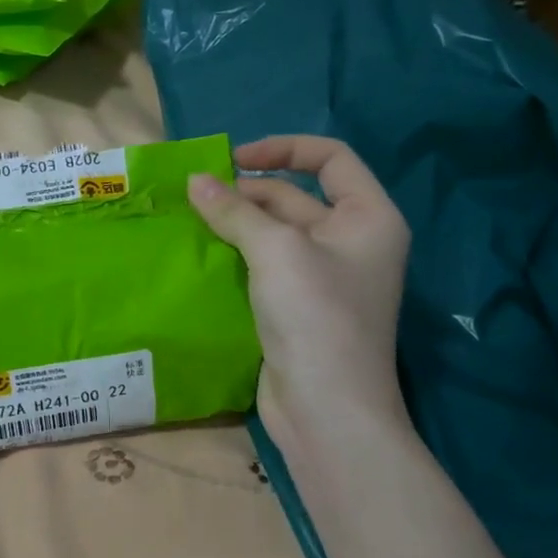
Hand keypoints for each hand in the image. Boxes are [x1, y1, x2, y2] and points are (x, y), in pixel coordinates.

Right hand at [188, 136, 410, 452]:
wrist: (326, 409)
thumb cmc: (316, 316)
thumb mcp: (277, 251)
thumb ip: (235, 211)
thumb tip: (195, 180)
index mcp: (367, 217)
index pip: (330, 158)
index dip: (283, 149)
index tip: (233, 160)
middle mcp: (350, 241)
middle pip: (295, 197)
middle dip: (247, 193)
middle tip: (195, 196)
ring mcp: (323, 278)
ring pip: (274, 234)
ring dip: (235, 224)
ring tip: (189, 219)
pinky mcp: (296, 307)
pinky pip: (263, 267)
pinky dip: (235, 256)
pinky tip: (200, 254)